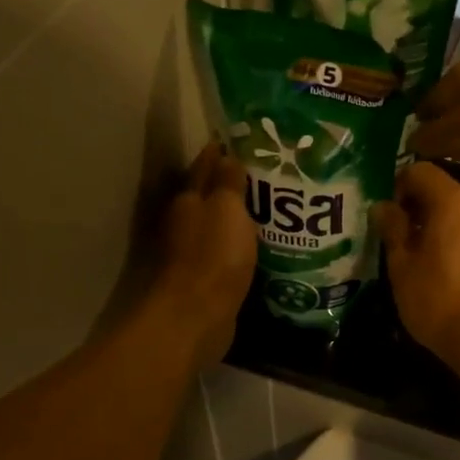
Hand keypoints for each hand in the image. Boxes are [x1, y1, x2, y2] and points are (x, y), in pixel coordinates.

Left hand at [148, 144, 257, 369]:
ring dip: (238, 218)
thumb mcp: (226, 208)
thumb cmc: (213, 255)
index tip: (245, 143)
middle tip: (269, 175)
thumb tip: (228, 154)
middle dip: (233, 185)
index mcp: (189, 200)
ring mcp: (194, 253)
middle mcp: (186, 223)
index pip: (205, 166)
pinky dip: (241, 246)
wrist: (196, 316)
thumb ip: (228, 181)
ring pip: (220, 226)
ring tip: (273, 209)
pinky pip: (228, 253)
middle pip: (210, 196)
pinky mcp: (207, 279)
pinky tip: (263, 246)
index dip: (222, 153)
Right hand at [374, 162, 459, 367]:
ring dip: (428, 225)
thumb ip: (392, 228)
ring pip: (453, 214)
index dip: (396, 184)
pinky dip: (446, 241)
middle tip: (387, 232)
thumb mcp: (402, 264)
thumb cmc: (436, 298)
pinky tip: (430, 269)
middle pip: (439, 190)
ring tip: (405, 253)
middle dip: (411, 206)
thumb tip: (382, 206)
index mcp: (452, 201)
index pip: (420, 170)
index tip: (380, 212)